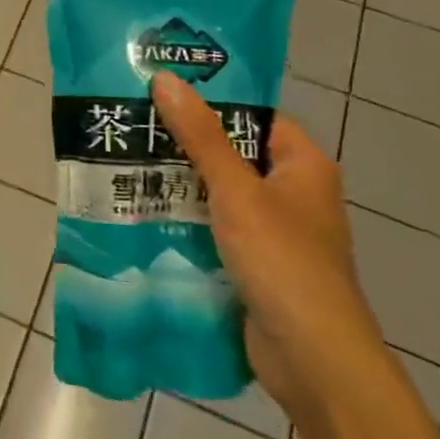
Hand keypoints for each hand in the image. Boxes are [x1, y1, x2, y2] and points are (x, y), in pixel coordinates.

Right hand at [149, 70, 385, 415]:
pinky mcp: (256, 265)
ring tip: (127, 163)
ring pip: (220, 194)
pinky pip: (216, 230)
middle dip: (186, 144)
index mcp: (303, 165)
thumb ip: (200, 136)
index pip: (254, 116)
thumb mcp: (237, 191)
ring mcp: (275, 233)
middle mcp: (293, 193)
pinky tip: (144, 213)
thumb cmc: (282, 261)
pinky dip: (187, 221)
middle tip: (134, 125)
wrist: (312, 360)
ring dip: (181, 185)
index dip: (213, 101)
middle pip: (233, 154)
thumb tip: (165, 78)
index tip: (162, 90)